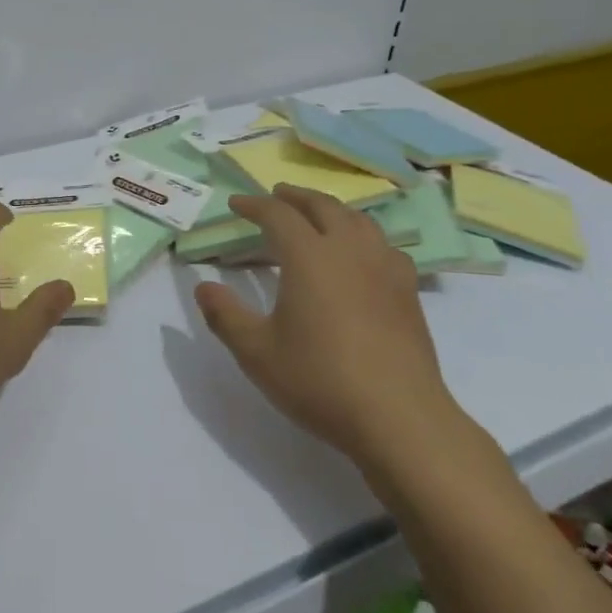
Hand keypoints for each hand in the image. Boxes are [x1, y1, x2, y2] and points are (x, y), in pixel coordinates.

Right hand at [193, 184, 466, 470]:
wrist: (398, 417)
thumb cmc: (319, 380)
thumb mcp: (256, 352)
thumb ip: (225, 315)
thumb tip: (203, 287)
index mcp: (309, 256)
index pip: (278, 215)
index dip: (254, 205)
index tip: (236, 203)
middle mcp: (349, 250)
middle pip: (323, 206)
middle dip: (295, 196)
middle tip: (277, 195)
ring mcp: (385, 269)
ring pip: (359, 220)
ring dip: (332, 209)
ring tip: (318, 214)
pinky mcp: (408, 292)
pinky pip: (384, 245)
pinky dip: (364, 236)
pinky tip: (362, 254)